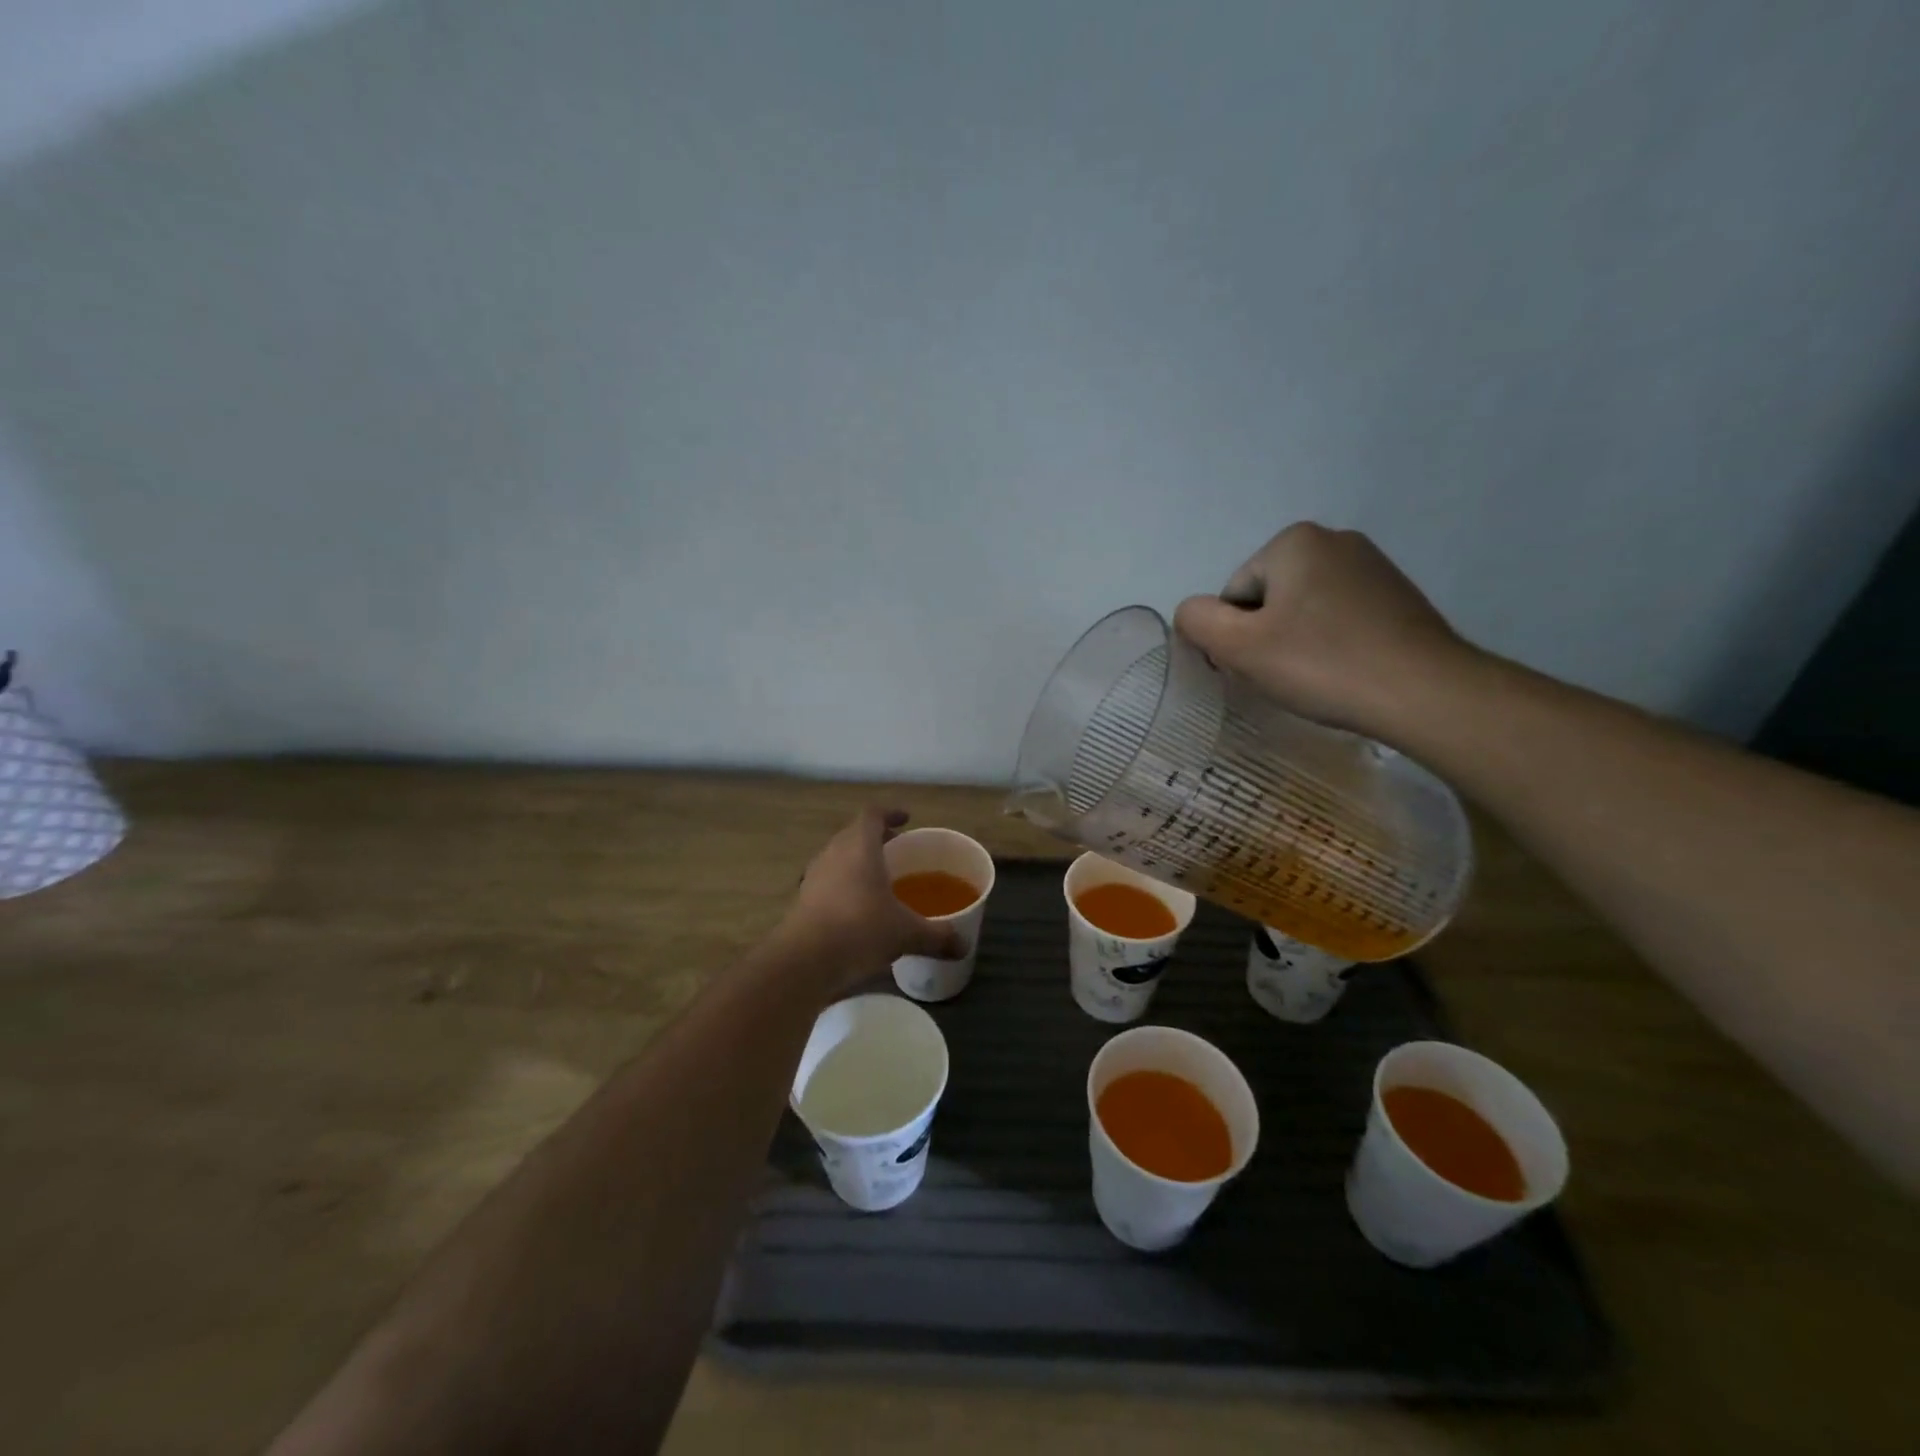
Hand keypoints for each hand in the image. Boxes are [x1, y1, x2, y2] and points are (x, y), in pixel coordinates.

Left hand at [781, 809, 965, 992]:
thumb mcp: (906, 934)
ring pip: (838, 858)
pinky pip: (828, 882)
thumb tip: (965, 945)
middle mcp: (833, 854)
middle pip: (854, 834)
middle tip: (897, 850)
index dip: (890, 813)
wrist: (804, 961)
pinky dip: (844, 887)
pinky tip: (858, 910)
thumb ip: (937, 936)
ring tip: (879, 880)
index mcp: (859, 846)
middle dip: (875, 839)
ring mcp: (814, 877)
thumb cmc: (860, 930)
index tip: (906, 820)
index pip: (873, 814)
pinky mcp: (802, 901)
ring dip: (857, 863)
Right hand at [1173, 523, 1473, 741]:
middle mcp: (1335, 539)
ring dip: (1297, 642)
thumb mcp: (1239, 647)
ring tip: (1318, 676)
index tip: (1259, 668)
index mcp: (1294, 541)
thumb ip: (1198, 621)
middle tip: (1285, 675)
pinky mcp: (1397, 595)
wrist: (1425, 692)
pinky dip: (1331, 643)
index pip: (1234, 596)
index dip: (1235, 637)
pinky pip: (1339, 618)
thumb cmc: (1322, 664)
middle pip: (1268, 599)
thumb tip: (1192, 613)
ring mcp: (1373, 566)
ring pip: (1303, 610)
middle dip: (1266, 637)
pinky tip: (1345, 671)